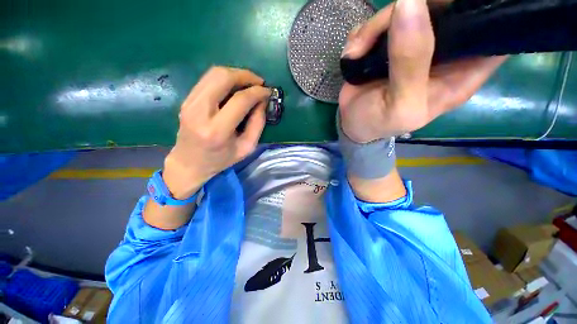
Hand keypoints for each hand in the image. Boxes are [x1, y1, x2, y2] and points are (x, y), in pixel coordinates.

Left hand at [163, 67, 270, 198]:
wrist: (189, 163)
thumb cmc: (221, 159)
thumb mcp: (247, 148)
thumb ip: (257, 124)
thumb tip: (262, 101)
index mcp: (217, 130)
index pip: (240, 100)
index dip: (257, 92)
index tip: (268, 91)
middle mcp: (199, 112)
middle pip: (223, 77)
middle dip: (245, 75)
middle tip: (259, 83)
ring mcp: (189, 103)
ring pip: (214, 73)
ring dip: (235, 74)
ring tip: (249, 83)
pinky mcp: (187, 99)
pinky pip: (207, 79)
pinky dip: (225, 79)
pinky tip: (234, 87)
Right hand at [338, 0, 506, 142]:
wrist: (351, 123)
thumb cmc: (378, 123)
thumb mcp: (400, 105)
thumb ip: (411, 63)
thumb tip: (410, 4)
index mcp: (462, 70)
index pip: (494, 30)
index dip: (483, 9)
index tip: (453, 7)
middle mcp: (443, 49)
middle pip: (444, 6)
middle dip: (415, 9)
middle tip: (385, 32)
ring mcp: (413, 41)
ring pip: (405, 7)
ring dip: (375, 27)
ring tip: (359, 53)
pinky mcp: (388, 40)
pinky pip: (378, 21)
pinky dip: (361, 34)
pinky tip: (355, 55)